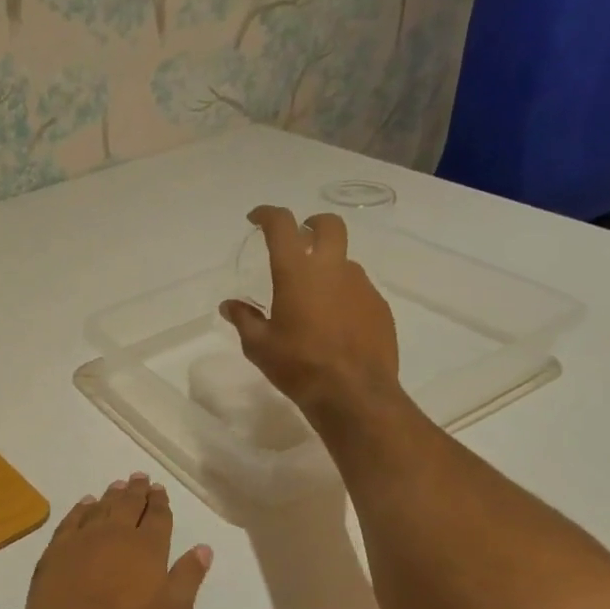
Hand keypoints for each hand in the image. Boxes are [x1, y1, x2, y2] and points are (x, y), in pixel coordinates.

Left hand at [12, 474, 211, 608]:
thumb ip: (188, 577)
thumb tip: (204, 548)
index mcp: (148, 547)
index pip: (158, 517)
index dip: (160, 502)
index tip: (160, 489)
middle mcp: (117, 533)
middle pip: (129, 504)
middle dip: (137, 490)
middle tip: (140, 477)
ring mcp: (84, 538)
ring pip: (102, 507)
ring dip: (112, 495)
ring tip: (118, 485)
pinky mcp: (58, 548)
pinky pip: (73, 519)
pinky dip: (82, 508)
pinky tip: (86, 503)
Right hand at [219, 206, 404, 426]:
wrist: (354, 394)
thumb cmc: (299, 366)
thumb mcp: (259, 346)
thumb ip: (244, 319)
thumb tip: (230, 305)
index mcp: (297, 272)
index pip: (282, 225)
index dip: (267, 215)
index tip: (257, 218)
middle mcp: (333, 268)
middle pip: (329, 225)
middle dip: (312, 225)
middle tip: (300, 240)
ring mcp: (361, 285)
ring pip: (344, 260)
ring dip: (328, 267)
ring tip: (314, 298)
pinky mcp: (379, 306)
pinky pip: (358, 289)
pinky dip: (343, 295)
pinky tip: (335, 323)